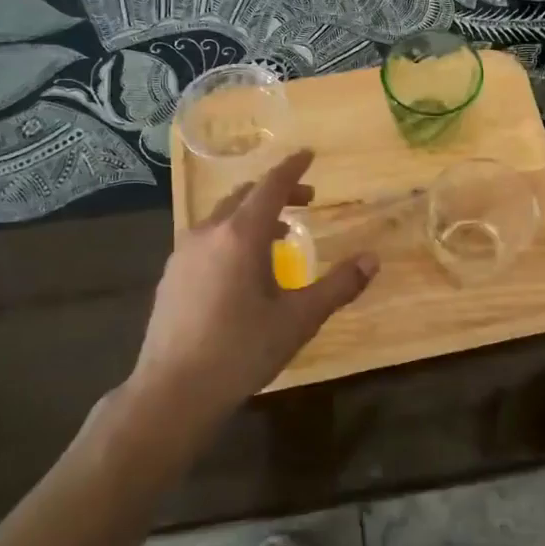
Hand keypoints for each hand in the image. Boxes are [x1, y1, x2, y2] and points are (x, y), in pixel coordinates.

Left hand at [129, 150, 377, 429]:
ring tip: (280, 235)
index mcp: (241, 235)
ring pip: (223, 217)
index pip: (271, 186)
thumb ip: (338, 286)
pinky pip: (207, 238)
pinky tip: (242, 267)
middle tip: (306, 200)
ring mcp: (184, 254)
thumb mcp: (299, 319)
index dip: (292, 167)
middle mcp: (209, 233)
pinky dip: (232, 235)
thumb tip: (373, 259)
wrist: (172, 392)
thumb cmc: (241, 350)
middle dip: (277, 191)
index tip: (308, 153)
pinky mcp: (171, 276)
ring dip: (254, 214)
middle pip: (245, 196)